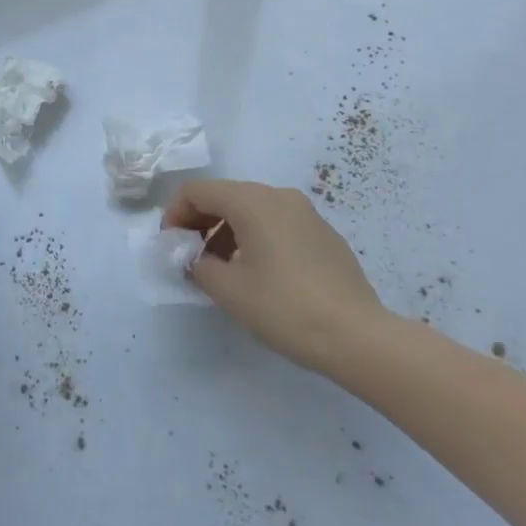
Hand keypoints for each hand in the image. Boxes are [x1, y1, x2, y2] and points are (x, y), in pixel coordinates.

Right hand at [164, 179, 388, 375]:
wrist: (356, 335)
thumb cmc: (284, 307)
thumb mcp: (229, 290)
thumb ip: (199, 266)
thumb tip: (196, 260)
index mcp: (253, 201)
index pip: (198, 191)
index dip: (175, 214)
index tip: (170, 246)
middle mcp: (280, 196)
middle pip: (226, 196)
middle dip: (200, 222)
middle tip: (189, 257)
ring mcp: (306, 213)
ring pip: (252, 210)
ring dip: (226, 232)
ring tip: (220, 271)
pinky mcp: (323, 235)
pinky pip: (277, 224)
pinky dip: (254, 239)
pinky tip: (256, 275)